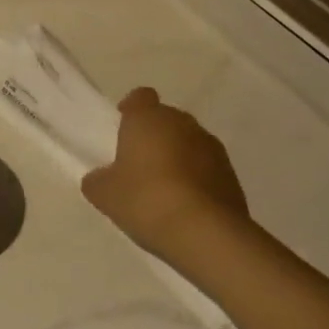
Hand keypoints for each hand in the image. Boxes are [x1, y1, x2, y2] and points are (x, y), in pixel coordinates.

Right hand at [82, 87, 249, 263]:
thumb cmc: (146, 200)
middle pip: (166, 119)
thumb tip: (100, 177)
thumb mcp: (105, 195)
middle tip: (138, 164)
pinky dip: (196, 178)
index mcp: (149, 119)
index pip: (140, 97)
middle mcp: (183, 123)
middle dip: (154, 136)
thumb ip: (98, 180)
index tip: (123, 128)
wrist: (205, 232)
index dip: (131, 110)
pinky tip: (185, 205)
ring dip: (177, 157)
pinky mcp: (231, 173)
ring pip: (188, 143)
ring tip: (163, 189)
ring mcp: (212, 147)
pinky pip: (206, 167)